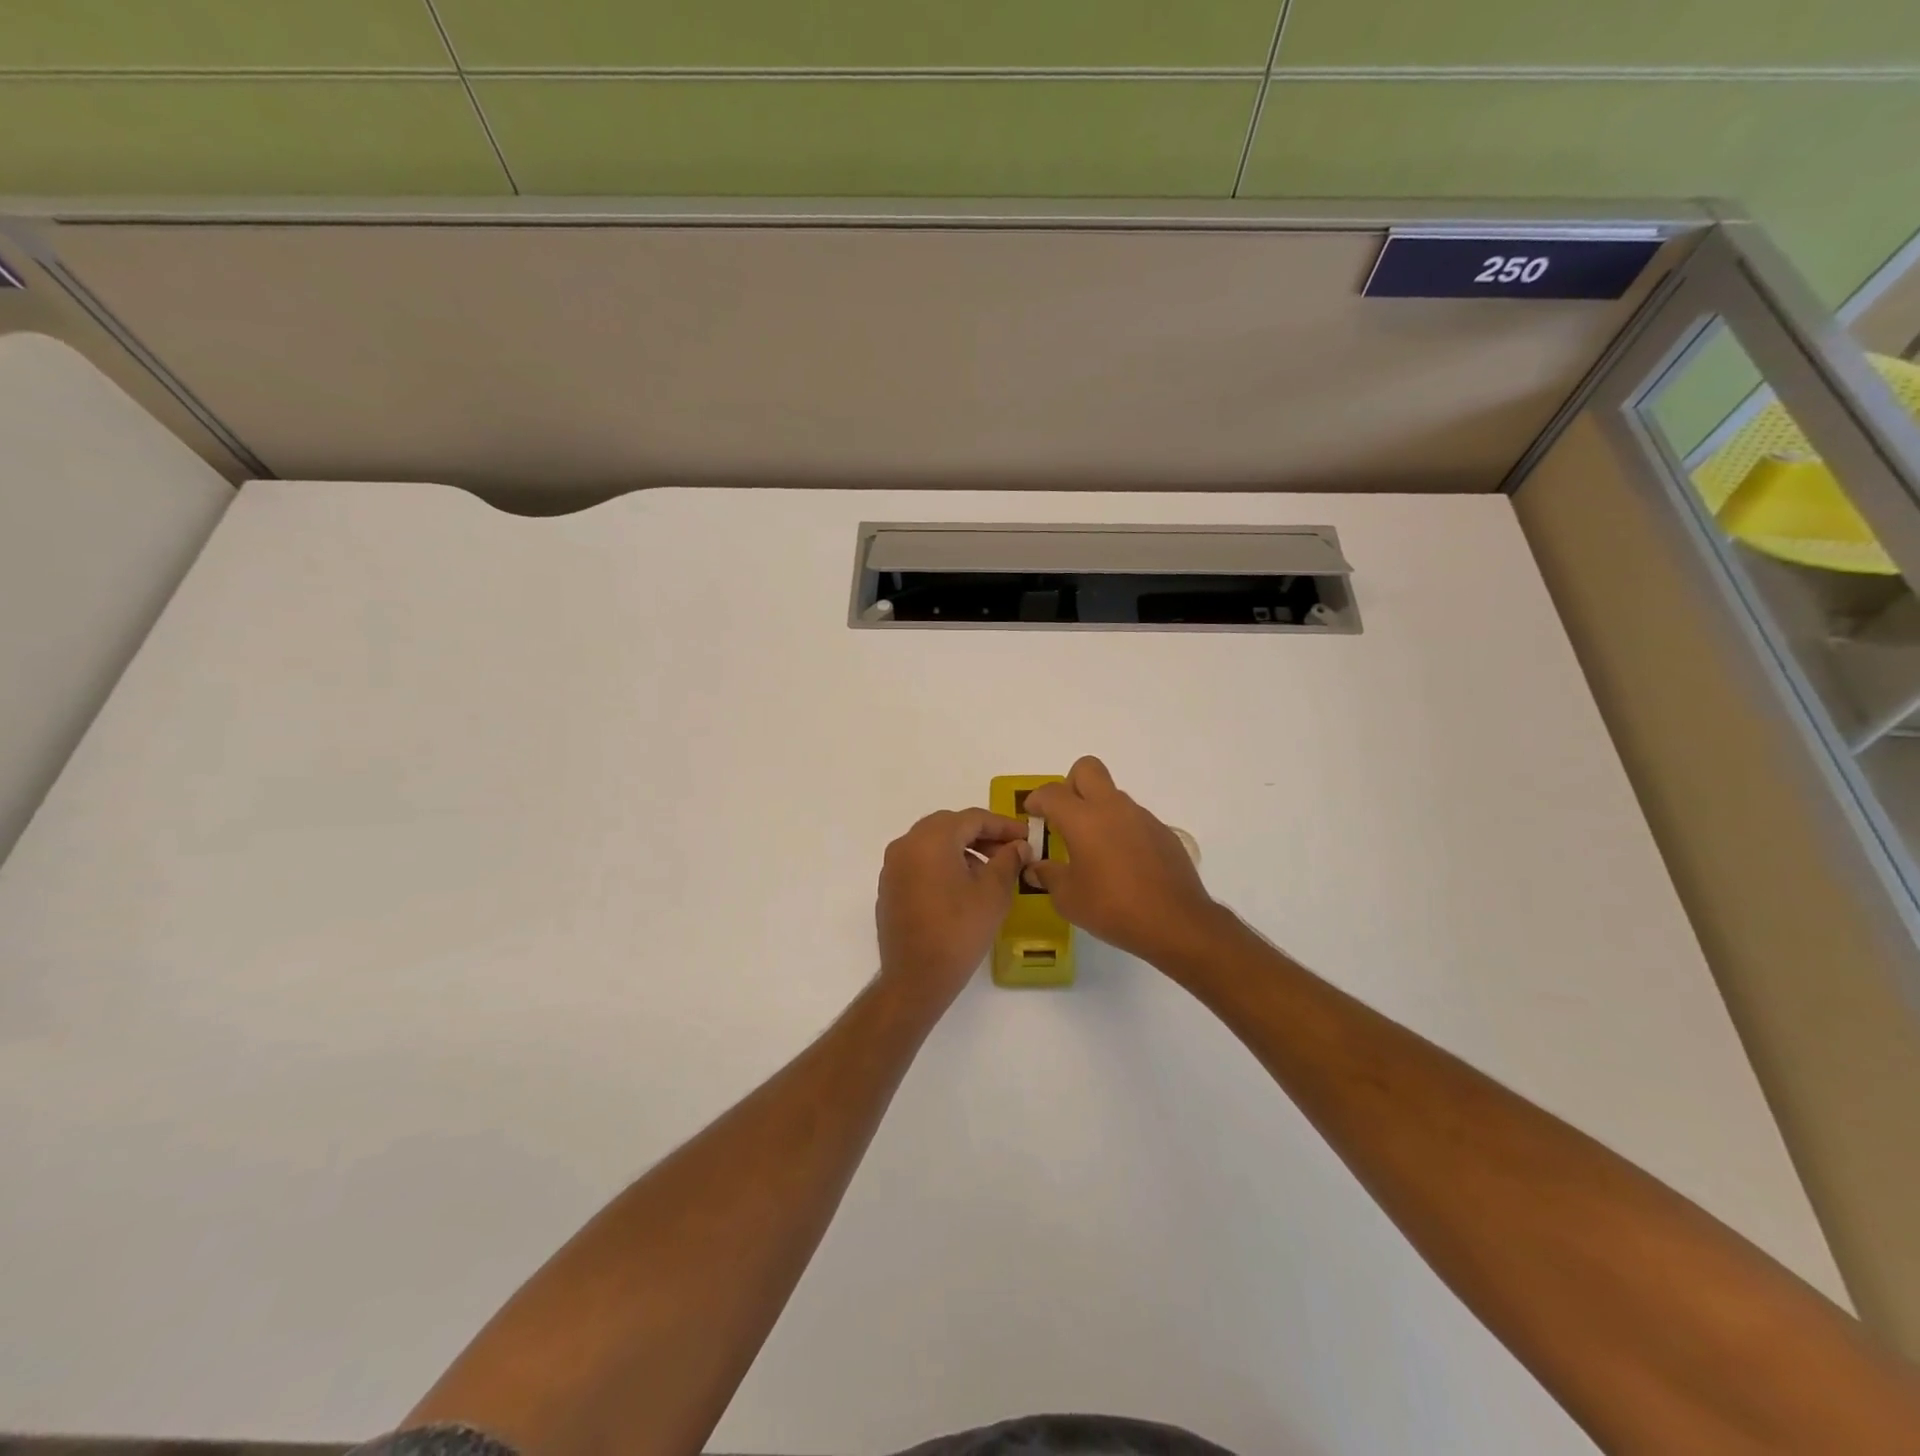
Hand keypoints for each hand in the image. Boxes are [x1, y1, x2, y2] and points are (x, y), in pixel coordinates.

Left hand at [876, 808, 1030, 1012]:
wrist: (915, 978)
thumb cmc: (959, 931)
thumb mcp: (993, 893)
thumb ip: (1008, 861)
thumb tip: (1018, 846)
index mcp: (931, 839)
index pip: (972, 818)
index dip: (1003, 825)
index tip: (1027, 837)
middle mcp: (906, 844)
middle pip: (950, 826)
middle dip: (982, 835)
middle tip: (1009, 850)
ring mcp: (893, 866)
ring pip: (933, 843)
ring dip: (963, 849)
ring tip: (990, 871)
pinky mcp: (890, 887)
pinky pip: (920, 862)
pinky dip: (943, 864)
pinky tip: (963, 886)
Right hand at [1022, 757, 1227, 966]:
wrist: (1176, 923)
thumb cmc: (1112, 908)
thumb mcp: (1068, 898)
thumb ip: (1048, 875)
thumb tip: (1035, 867)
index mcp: (1083, 819)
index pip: (1051, 792)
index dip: (1036, 800)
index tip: (1032, 816)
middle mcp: (1112, 808)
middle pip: (1087, 769)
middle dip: (1071, 785)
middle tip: (1065, 817)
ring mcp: (1142, 817)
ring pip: (1112, 796)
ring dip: (1098, 811)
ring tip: (1094, 850)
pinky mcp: (1163, 833)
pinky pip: (1134, 820)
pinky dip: (1121, 831)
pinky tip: (1123, 865)